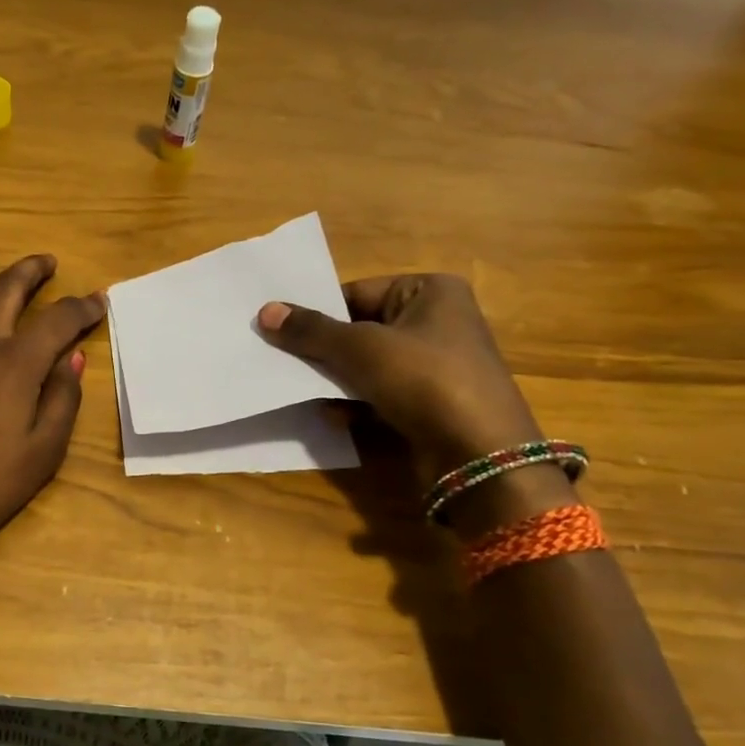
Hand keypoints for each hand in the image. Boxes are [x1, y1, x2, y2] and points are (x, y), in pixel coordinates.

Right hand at [256, 273, 543, 489]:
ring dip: (335, 380)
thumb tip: (265, 311)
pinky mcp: (428, 404)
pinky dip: (355, 403)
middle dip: (324, 350)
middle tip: (280, 360)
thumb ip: (312, 331)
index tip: (279, 331)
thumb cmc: (424, 380)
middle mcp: (436, 322)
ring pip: (367, 365)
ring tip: (303, 390)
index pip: (357, 293)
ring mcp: (434, 366)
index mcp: (430, 291)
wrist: (479, 454)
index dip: (318, 312)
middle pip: (360, 329)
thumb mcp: (361, 348)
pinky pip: (380, 394)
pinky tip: (334, 416)